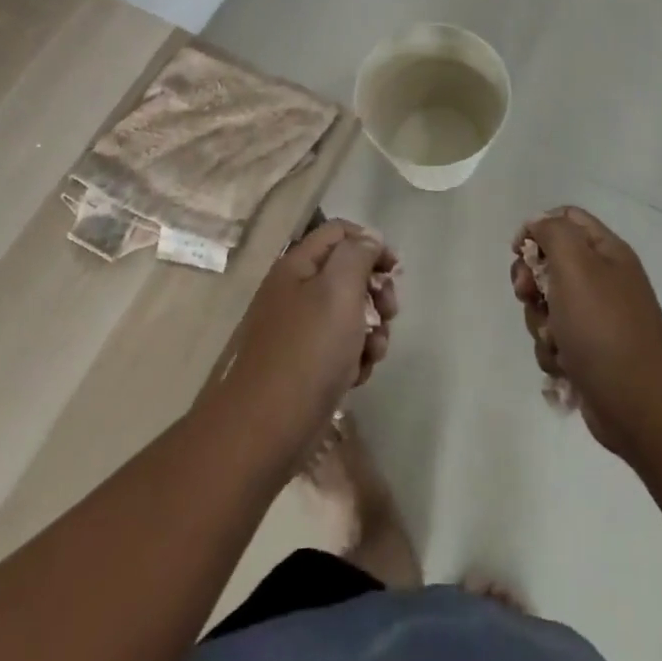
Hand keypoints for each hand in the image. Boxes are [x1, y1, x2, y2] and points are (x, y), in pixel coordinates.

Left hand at [221, 220, 398, 465]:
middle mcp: (296, 291)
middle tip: (389, 312)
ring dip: (371, 330)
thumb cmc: (308, 351)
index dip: (370, 243)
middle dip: (375, 291)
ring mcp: (299, 330)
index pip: (339, 231)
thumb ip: (358, 255)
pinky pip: (340, 348)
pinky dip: (355, 358)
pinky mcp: (305, 364)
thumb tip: (369, 238)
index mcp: (298, 265)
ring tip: (374, 352)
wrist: (266, 429)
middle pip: (347, 273)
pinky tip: (357, 376)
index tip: (395, 270)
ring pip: (349, 314)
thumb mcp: (338, 290)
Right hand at [511, 207, 661, 457]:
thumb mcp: (576, 265)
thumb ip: (553, 233)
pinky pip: (553, 340)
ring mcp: (596, 319)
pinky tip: (565, 366)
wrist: (639, 406)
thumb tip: (537, 224)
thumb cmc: (604, 328)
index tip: (519, 251)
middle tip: (528, 294)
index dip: (537, 228)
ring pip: (546, 305)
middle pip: (549, 263)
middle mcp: (603, 280)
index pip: (567, 218)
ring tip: (556, 341)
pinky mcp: (587, 353)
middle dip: (531, 280)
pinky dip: (552, 352)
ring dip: (541, 322)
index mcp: (607, 252)